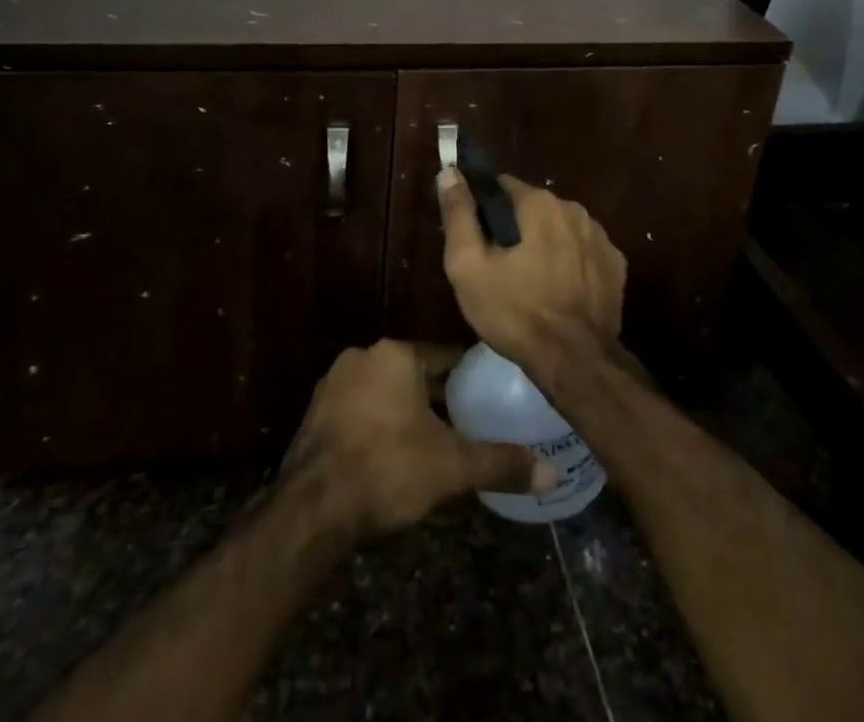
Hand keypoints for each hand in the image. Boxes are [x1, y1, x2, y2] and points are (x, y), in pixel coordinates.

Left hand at [280, 340, 555, 536]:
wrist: (312, 509)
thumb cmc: (387, 470)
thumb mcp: (451, 467)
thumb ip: (501, 463)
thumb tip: (552, 473)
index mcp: (395, 354)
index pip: (445, 357)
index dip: (470, 379)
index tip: (491, 397)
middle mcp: (363, 356)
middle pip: (414, 374)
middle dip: (439, 399)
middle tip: (468, 426)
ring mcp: (334, 383)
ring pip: (386, 392)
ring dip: (407, 412)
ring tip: (435, 444)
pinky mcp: (315, 414)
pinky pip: (361, 411)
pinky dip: (380, 426)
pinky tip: (394, 457)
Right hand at [438, 168, 626, 371]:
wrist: (576, 362)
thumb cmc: (515, 312)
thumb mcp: (469, 266)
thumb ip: (458, 214)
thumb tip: (449, 172)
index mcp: (538, 202)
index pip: (501, 186)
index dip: (484, 209)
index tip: (476, 238)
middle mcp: (574, 208)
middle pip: (532, 207)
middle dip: (515, 228)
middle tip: (499, 266)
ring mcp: (600, 237)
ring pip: (559, 229)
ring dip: (544, 244)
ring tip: (529, 282)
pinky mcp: (616, 265)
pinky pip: (583, 252)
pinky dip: (570, 263)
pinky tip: (559, 292)